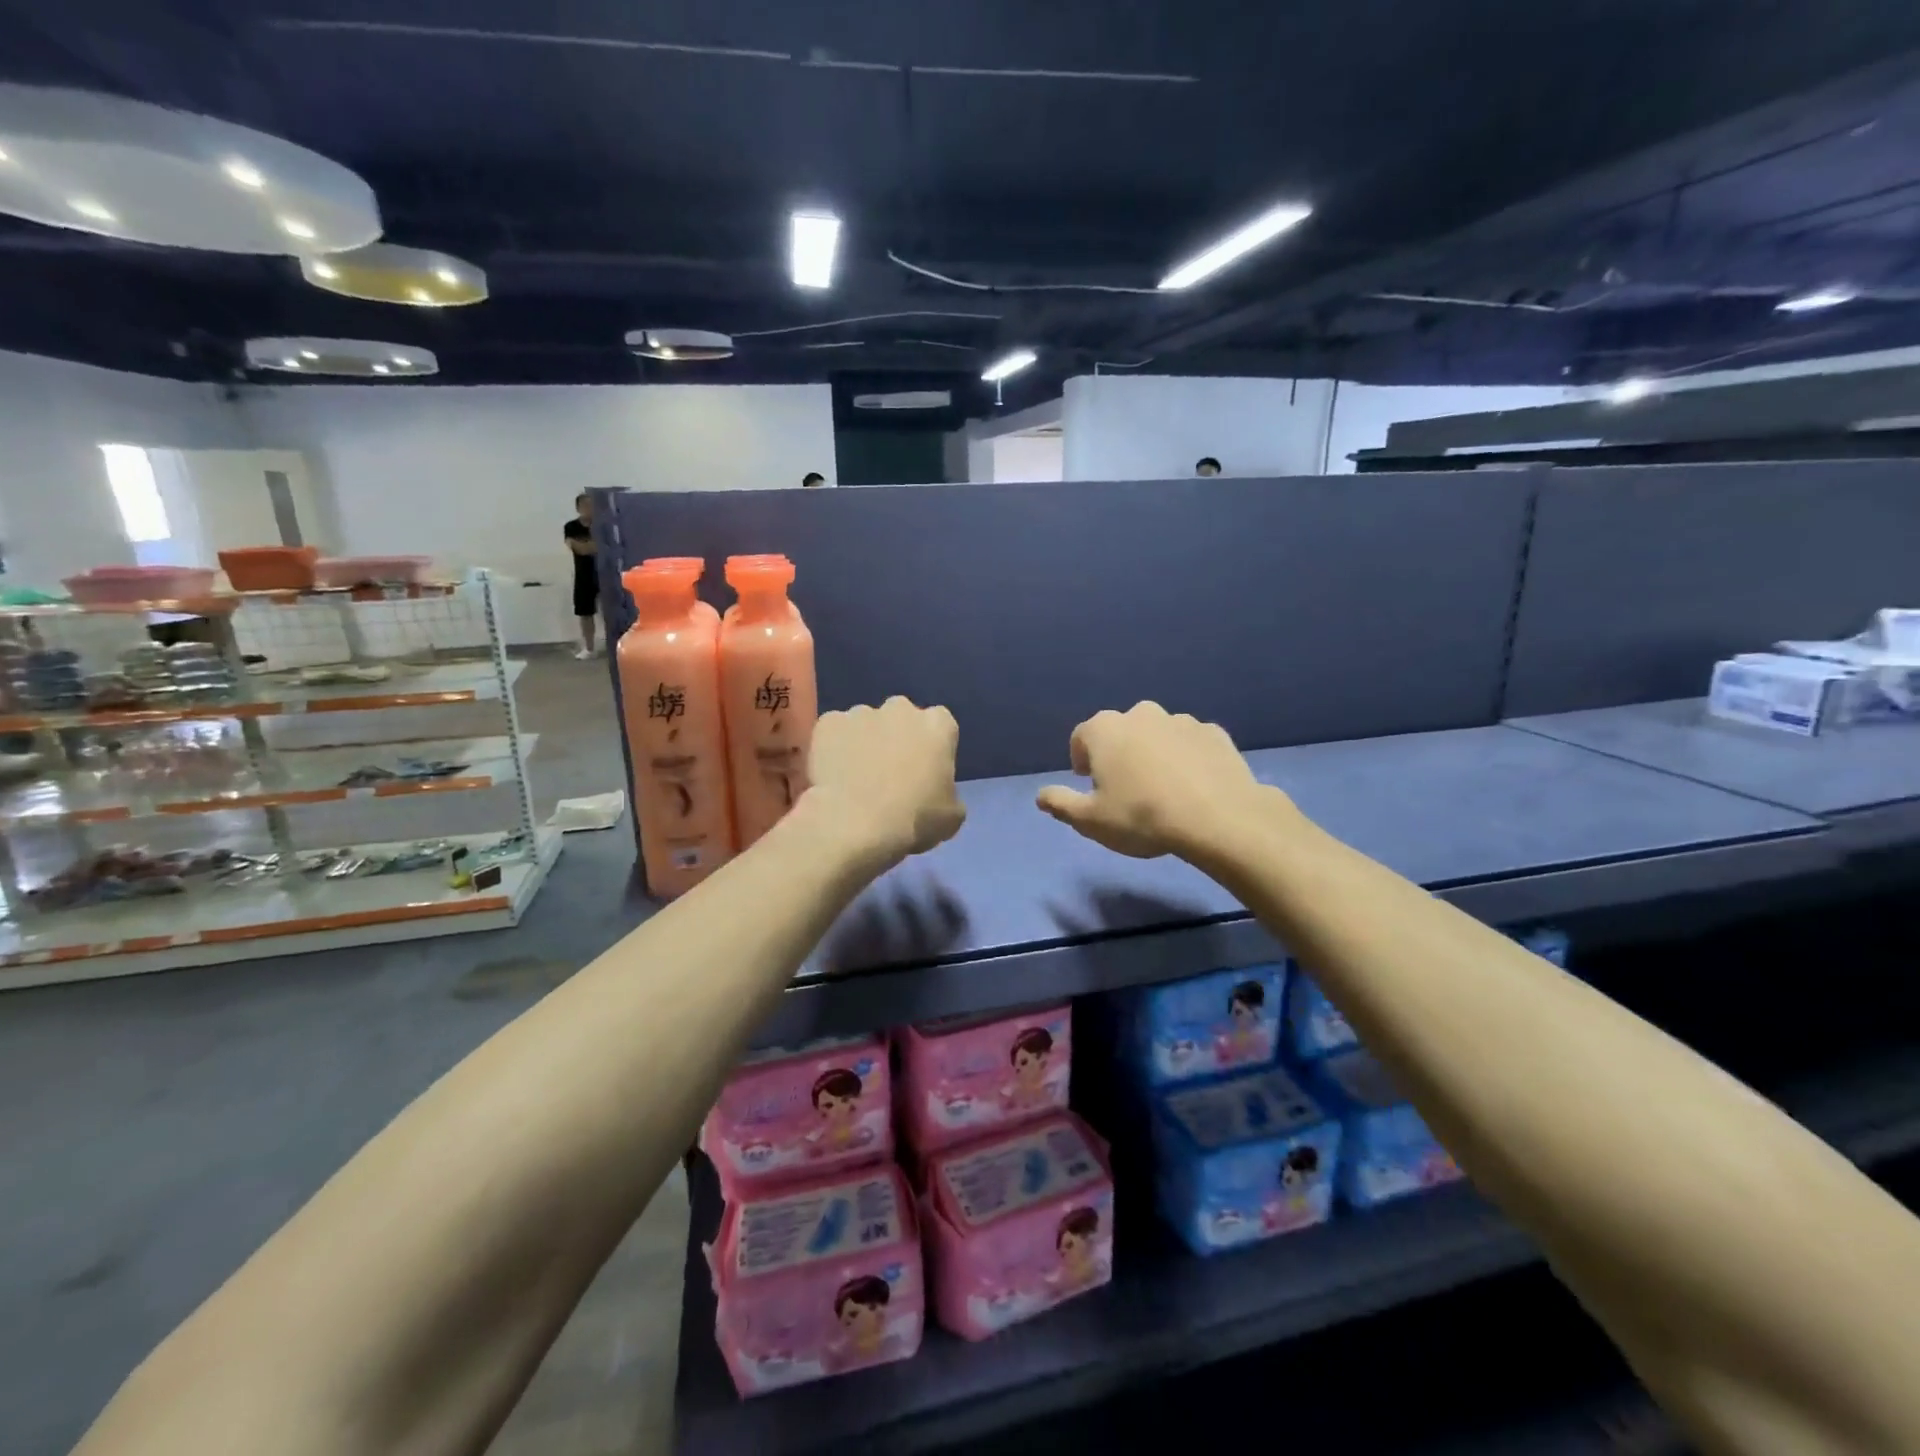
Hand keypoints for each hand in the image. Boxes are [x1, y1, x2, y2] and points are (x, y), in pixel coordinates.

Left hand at [804, 697, 965, 868]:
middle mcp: (901, 708)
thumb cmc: (913, 819)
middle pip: (902, 717)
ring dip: (865, 741)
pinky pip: (835, 732)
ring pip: (866, 723)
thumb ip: (948, 793)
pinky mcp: (828, 723)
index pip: (940, 726)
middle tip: (890, 772)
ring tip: (857, 776)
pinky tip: (833, 774)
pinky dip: (834, 747)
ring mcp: (861, 712)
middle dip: (898, 737)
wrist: (855, 825)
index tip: (925, 770)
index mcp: (938, 724)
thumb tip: (938, 793)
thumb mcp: (951, 816)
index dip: (932, 748)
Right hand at [1036, 702, 1275, 858]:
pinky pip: (1190, 743)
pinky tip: (1192, 786)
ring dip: (1153, 753)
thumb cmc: (1141, 816)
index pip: (1081, 737)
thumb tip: (1040, 796)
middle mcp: (1141, 714)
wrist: (1218, 817)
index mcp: (1105, 729)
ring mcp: (1181, 720)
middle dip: (1118, 753)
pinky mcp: (1214, 733)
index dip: (1081, 760)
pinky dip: (1186, 758)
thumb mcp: (1091, 821)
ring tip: (1162, 788)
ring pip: (1157, 734)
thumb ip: (1061, 804)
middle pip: (1120, 731)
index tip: (1088, 783)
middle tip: (1125, 787)